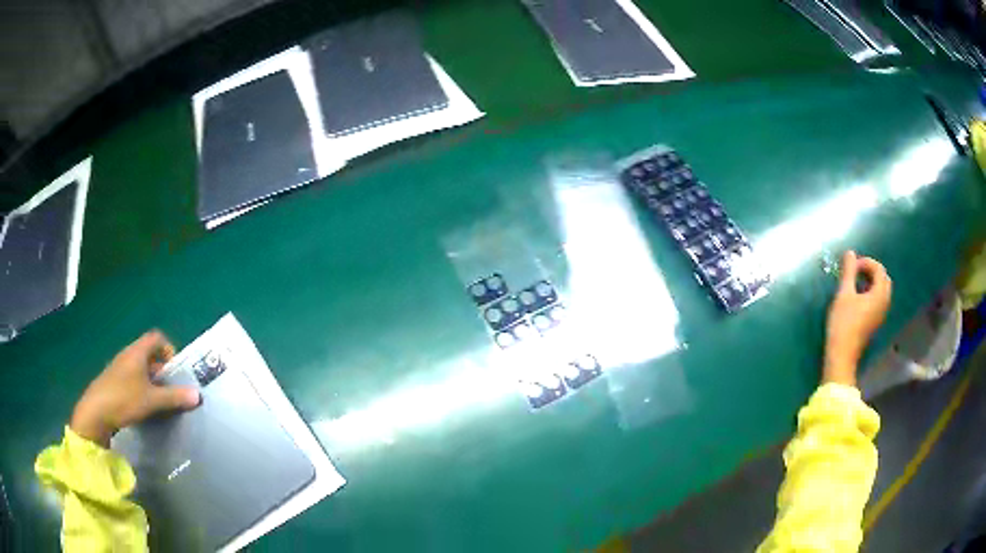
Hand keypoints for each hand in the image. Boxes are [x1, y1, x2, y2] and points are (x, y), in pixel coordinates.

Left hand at [70, 331, 200, 447]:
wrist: (96, 411)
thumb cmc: (124, 399)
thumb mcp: (152, 400)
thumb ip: (174, 397)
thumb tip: (198, 395)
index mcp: (137, 352)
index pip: (157, 338)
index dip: (169, 350)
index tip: (176, 370)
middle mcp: (128, 354)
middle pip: (149, 353)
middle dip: (161, 369)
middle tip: (170, 389)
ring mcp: (119, 367)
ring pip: (140, 367)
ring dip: (151, 380)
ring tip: (158, 400)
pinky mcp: (113, 381)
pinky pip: (132, 377)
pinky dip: (140, 387)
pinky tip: (142, 405)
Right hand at [823, 251, 891, 386]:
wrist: (842, 355)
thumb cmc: (843, 323)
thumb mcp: (844, 294)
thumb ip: (849, 272)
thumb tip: (850, 253)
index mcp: (879, 294)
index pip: (879, 269)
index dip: (866, 262)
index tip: (851, 265)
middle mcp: (884, 303)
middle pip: (883, 279)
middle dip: (871, 271)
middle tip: (855, 271)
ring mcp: (880, 314)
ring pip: (881, 291)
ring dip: (870, 282)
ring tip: (855, 283)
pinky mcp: (875, 322)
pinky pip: (877, 301)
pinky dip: (870, 293)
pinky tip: (857, 298)